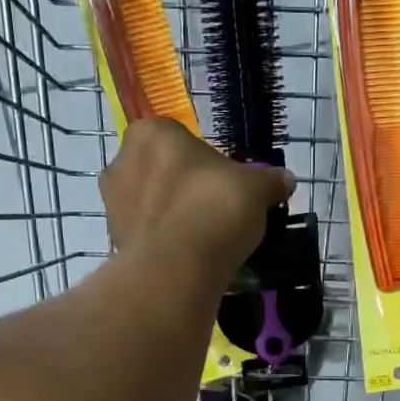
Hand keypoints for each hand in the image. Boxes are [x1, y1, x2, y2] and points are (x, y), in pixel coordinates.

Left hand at [100, 119, 293, 274]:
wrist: (180, 267)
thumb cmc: (214, 207)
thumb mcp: (255, 189)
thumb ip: (269, 181)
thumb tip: (286, 180)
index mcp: (150, 133)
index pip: (178, 137)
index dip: (202, 159)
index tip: (223, 182)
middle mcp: (122, 162)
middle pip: (159, 171)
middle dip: (182, 187)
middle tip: (214, 210)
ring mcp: (113, 206)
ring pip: (150, 205)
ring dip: (171, 217)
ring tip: (204, 239)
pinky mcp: (115, 243)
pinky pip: (147, 237)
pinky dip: (164, 244)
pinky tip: (189, 259)